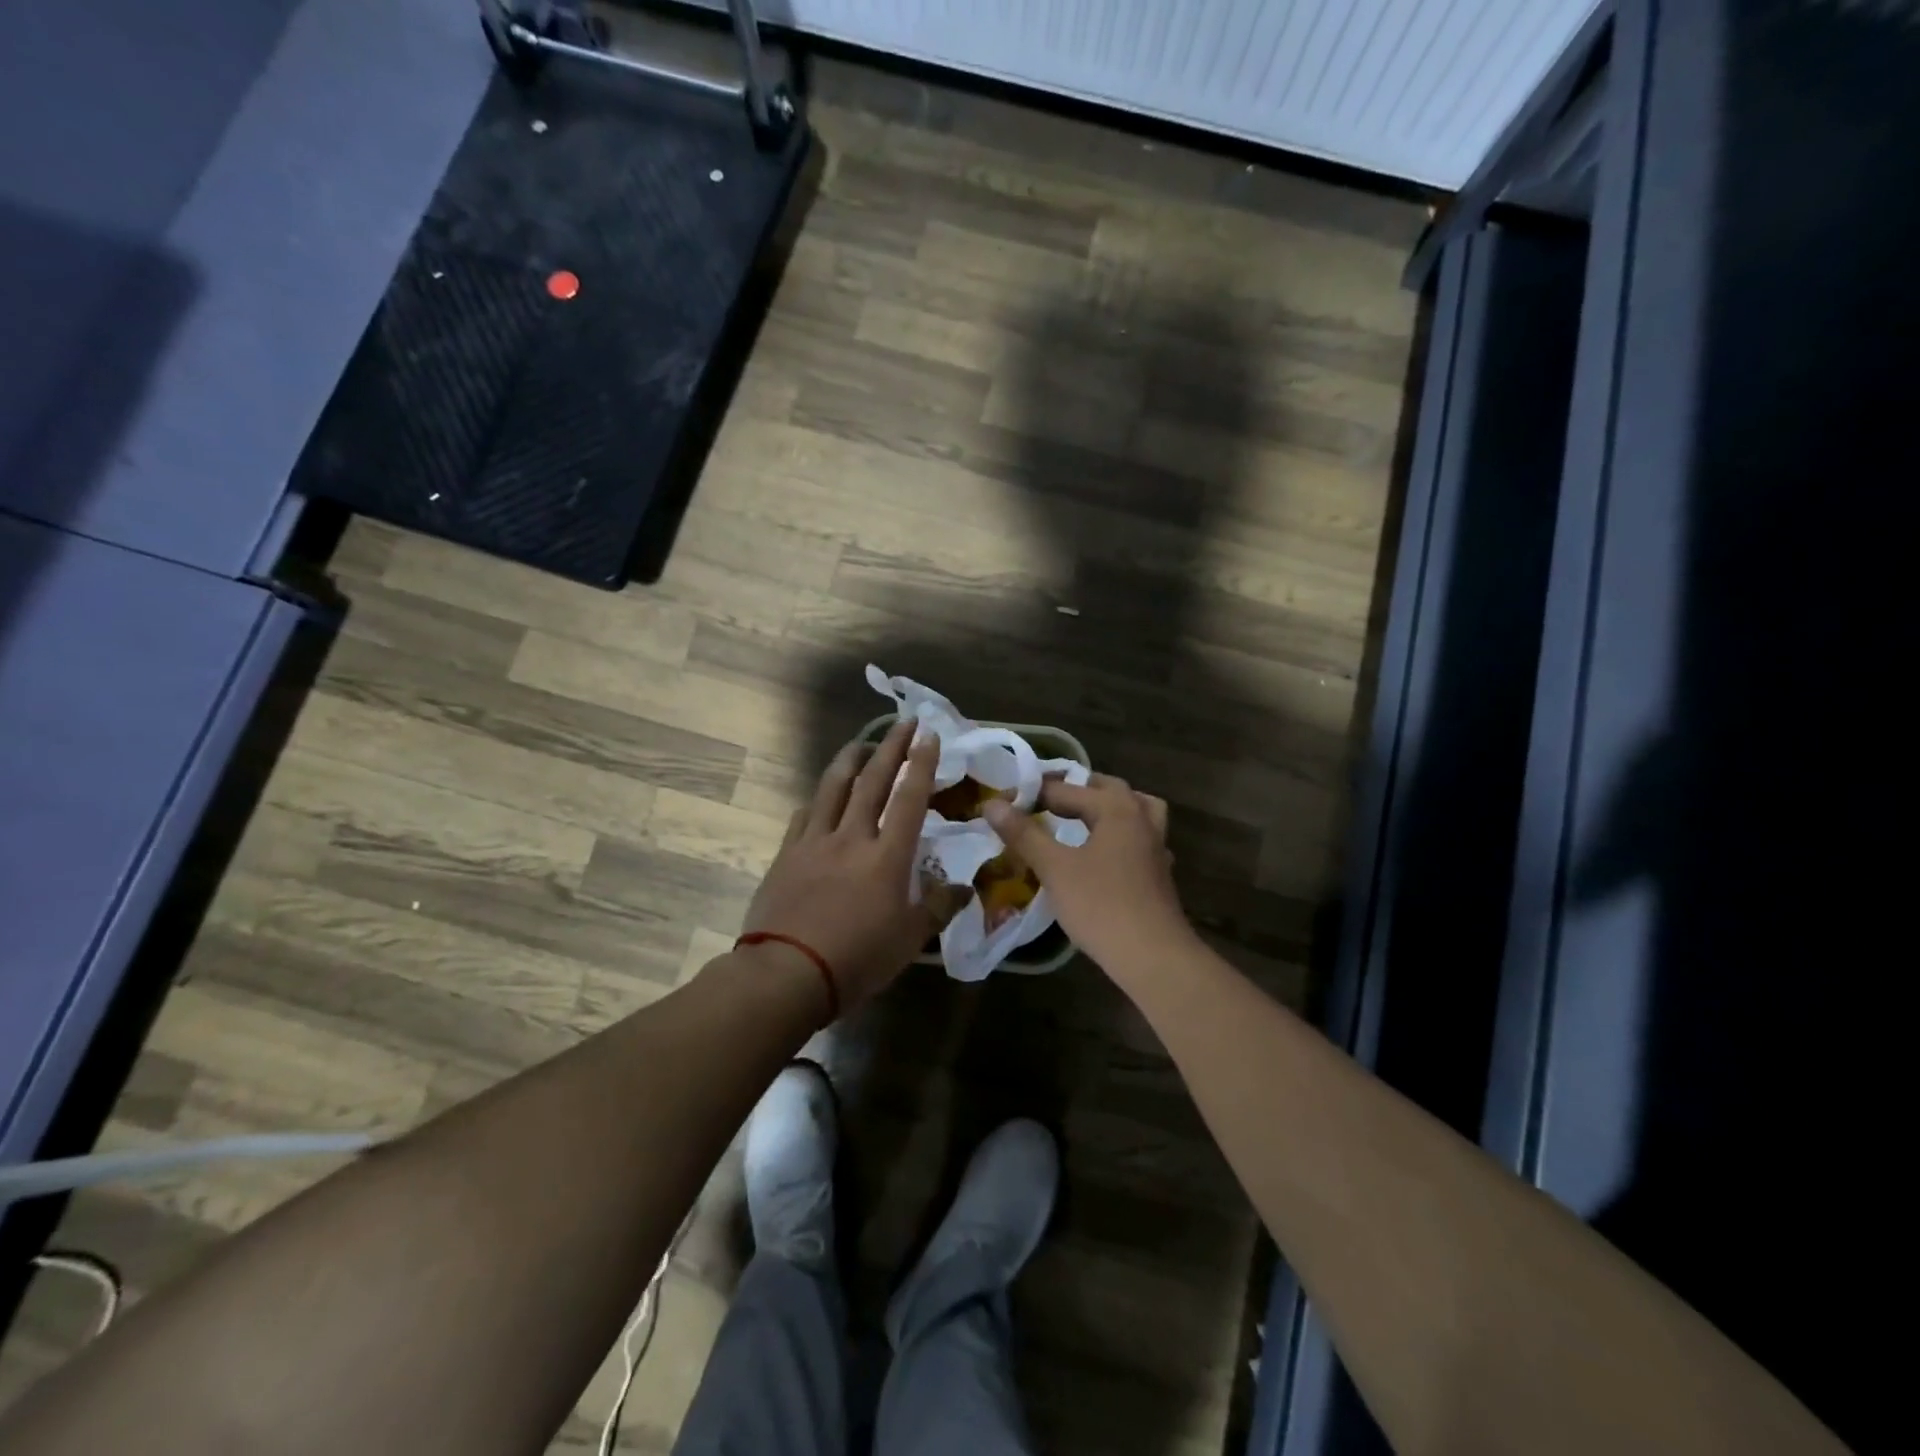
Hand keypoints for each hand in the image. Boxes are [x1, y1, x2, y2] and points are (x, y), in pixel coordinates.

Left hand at [741, 722, 939, 1012]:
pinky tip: (820, 796)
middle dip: (891, 747)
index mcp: (887, 856)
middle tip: (904, 722)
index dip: (921, 764)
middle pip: (873, 781)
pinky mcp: (786, 854)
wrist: (787, 973)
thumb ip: (939, 907)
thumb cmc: (857, 958)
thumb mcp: (910, 939)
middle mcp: (852, 837)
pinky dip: (817, 799)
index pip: (909, 798)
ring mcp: (815, 842)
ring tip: (861, 743)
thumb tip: (966, 888)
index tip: (928, 734)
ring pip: (833, 788)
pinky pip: (804, 816)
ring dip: (850, 760)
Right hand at [983, 775, 1191, 977]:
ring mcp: (1155, 846)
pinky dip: (1119, 835)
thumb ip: (1024, 834)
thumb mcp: (1054, 868)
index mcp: (1116, 808)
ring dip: (1106, 808)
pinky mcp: (1159, 872)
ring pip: (1133, 810)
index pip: (1065, 790)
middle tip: (1042, 802)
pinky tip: (1103, 854)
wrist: (1153, 957)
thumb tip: (992, 804)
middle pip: (1107, 789)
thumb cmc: (1101, 907)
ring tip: (1081, 817)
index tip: (1001, 806)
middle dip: (1074, 791)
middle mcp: (1141, 818)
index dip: (1030, 795)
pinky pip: (1138, 838)